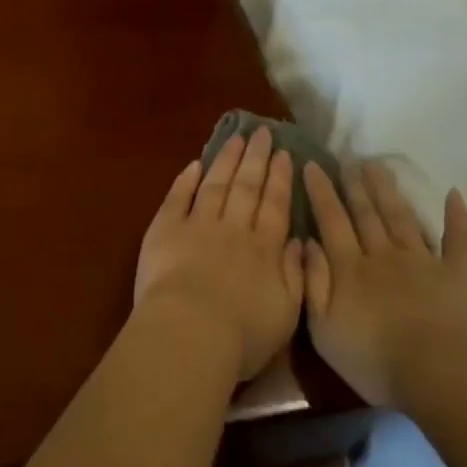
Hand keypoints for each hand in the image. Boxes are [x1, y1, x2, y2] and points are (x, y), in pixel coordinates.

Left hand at [133, 127, 305, 382]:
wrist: (190, 332)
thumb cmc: (243, 334)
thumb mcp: (287, 312)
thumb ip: (297, 274)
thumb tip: (301, 242)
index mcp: (264, 249)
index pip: (276, 206)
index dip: (280, 179)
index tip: (284, 154)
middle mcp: (234, 229)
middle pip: (247, 187)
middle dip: (256, 158)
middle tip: (262, 132)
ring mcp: (198, 225)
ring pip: (216, 184)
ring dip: (227, 159)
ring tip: (236, 138)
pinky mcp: (165, 230)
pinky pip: (178, 197)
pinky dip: (186, 179)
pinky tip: (195, 164)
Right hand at [302, 161, 466, 409]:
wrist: (442, 374)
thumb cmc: (375, 360)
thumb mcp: (324, 329)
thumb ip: (312, 283)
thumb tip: (306, 243)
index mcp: (350, 269)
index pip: (331, 221)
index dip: (320, 192)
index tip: (311, 165)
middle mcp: (383, 255)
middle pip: (366, 213)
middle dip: (354, 184)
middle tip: (347, 158)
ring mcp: (423, 261)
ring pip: (401, 217)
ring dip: (388, 190)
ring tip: (378, 166)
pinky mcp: (458, 274)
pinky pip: (458, 239)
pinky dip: (456, 216)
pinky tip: (454, 194)